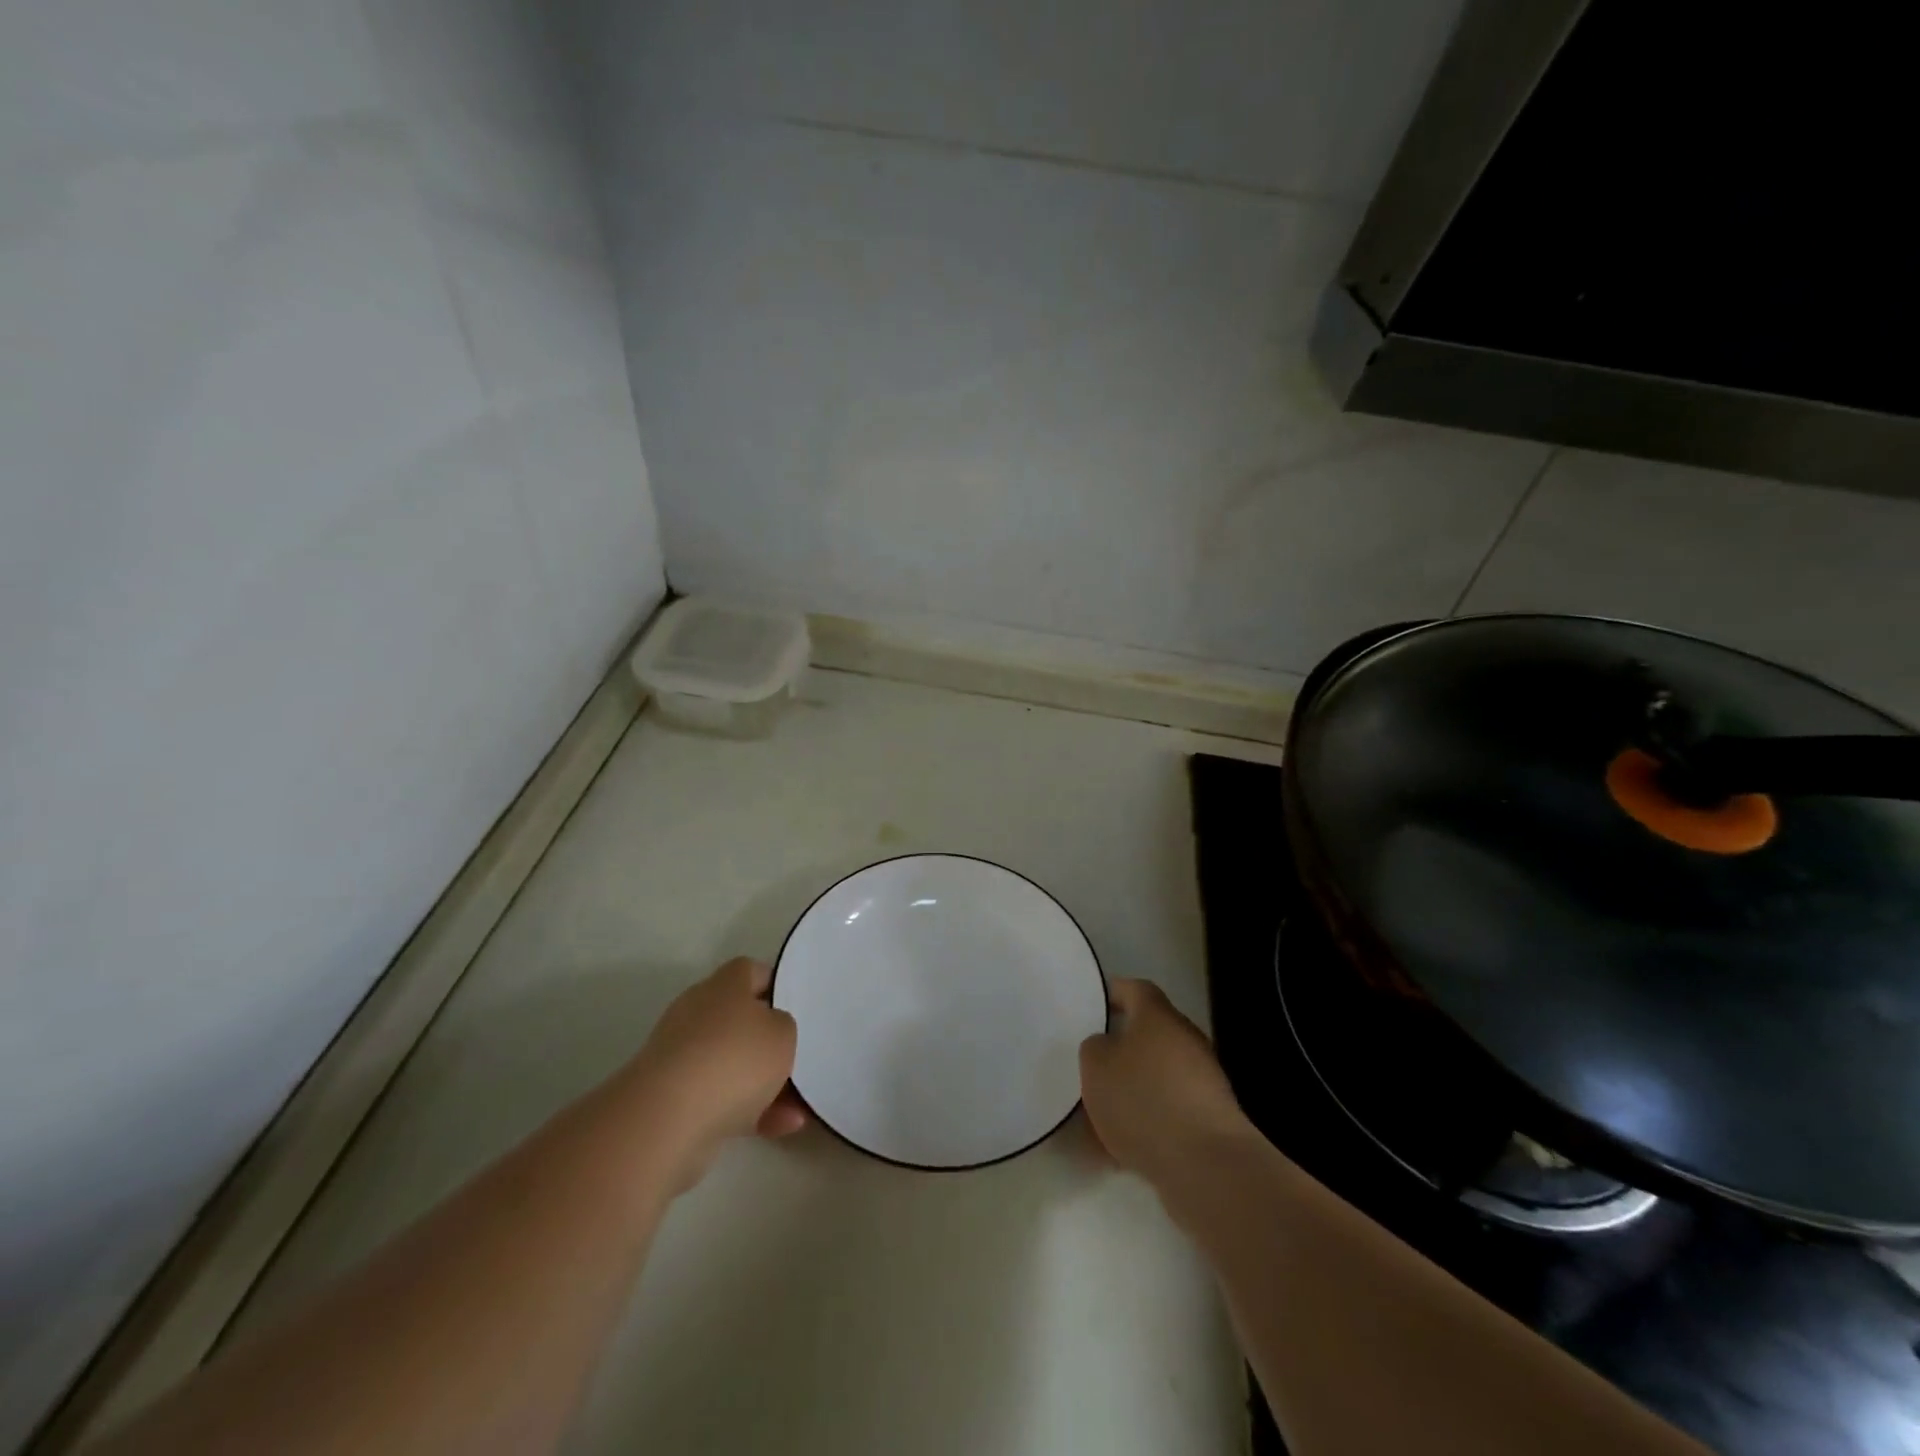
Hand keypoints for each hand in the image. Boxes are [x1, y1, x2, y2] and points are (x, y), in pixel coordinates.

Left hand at [623, 958, 804, 1188]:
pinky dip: (750, 1111)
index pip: (750, 972)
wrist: (667, 1120)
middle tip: (801, 1058)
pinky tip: (782, 1128)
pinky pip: (721, 1098)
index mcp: (723, 986)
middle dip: (770, 1043)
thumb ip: (783, 1026)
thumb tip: (770, 1030)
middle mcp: (698, 1014)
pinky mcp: (674, 1099)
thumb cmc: (734, 1059)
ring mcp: (683, 1058)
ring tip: (800, 1108)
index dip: (775, 985)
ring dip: (766, 1085)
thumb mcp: (782, 1033)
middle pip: (741, 1021)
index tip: (797, 1006)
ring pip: (733, 1065)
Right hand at [1079, 978, 1251, 1191]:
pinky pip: (1169, 1110)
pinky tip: (1122, 1150)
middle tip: (1092, 1066)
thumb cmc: (1143, 1099)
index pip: (1135, 989)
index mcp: (1158, 1016)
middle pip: (1148, 1034)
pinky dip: (1148, 1121)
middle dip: (1121, 1049)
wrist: (1205, 1164)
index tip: (1094, 1005)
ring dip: (1133, 1089)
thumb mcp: (1095, 1065)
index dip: (1114, 993)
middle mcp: (1186, 1039)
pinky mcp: (1211, 1118)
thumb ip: (1095, 1047)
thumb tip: (1107, 1047)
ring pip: (1157, 1075)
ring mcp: (1204, 1079)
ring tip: (1101, 1117)